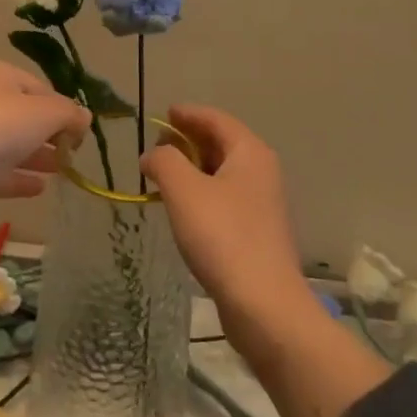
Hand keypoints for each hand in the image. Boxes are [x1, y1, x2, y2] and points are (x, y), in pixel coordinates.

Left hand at [0, 59, 90, 229]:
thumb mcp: (43, 113)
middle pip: (22, 115)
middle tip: (74, 155)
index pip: (40, 88)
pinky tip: (39, 189)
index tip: (82, 134)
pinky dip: (15, 177)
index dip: (64, 109)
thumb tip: (84, 117)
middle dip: (50, 134)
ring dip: (36, 157)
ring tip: (63, 173)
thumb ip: (68, 114)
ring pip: (8, 143)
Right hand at [142, 105, 309, 327]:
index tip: (164, 112)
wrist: (263, 304)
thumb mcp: (183, 190)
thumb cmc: (222, 236)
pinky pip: (225, 198)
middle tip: (157, 144)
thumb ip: (164, 161)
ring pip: (223, 172)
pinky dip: (202, 192)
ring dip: (193, 168)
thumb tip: (153, 155)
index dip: (188, 114)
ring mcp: (262, 203)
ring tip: (163, 174)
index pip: (216, 120)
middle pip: (221, 143)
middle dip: (188, 140)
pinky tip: (182, 207)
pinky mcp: (256, 232)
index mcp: (249, 153)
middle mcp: (261, 172)